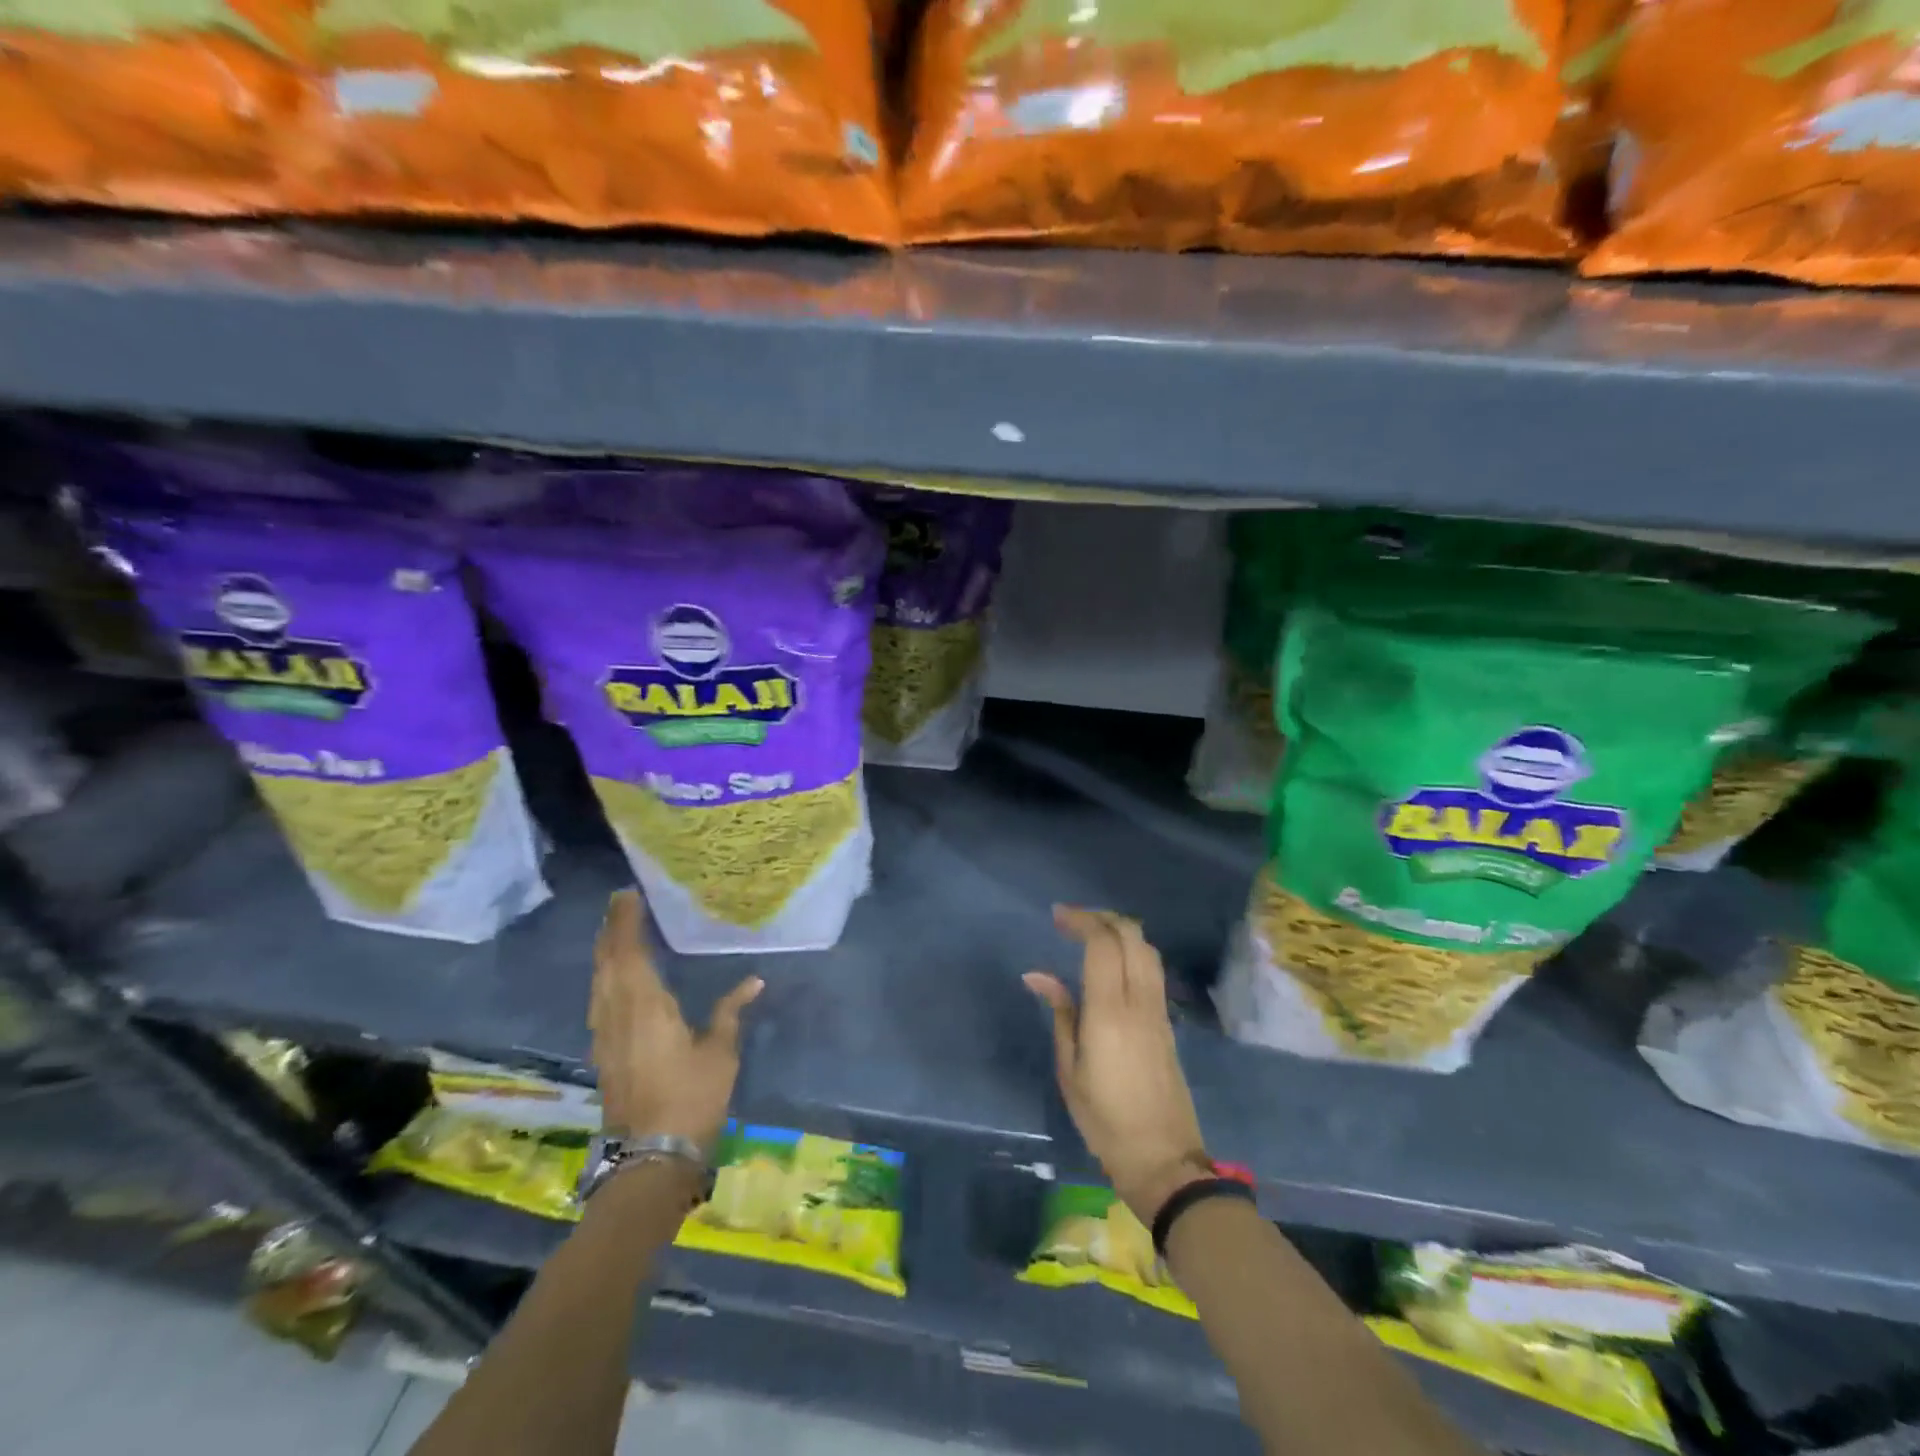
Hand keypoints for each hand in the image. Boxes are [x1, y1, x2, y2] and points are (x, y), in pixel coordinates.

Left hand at [589, 889, 762, 1151]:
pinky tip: (612, 977)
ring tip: (616, 930)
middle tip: (621, 903)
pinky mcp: (603, 1052)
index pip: (628, 951)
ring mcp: (604, 1034)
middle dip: (610, 929)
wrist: (652, 1155)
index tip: (628, 895)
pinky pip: (598, 1000)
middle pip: (606, 962)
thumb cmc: (691, 1097)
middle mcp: (617, 1013)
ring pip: (597, 981)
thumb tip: (754, 981)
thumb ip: (731, 1011)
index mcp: (645, 1005)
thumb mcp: (720, 1051)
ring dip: (604, 952)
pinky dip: (604, 977)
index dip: (625, 922)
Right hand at [1024, 907, 1211, 1225]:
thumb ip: (1060, 1014)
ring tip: (1091, 934)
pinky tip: (1112, 961)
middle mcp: (1139, 1001)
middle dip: (1102, 917)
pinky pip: (1152, 969)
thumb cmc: (1105, 1120)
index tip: (1057, 915)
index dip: (1081, 920)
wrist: (1163, 1158)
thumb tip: (1037, 976)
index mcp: (1110, 1011)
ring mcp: (1159, 1010)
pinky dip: (1132, 950)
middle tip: (1072, 919)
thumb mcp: (1070, 1070)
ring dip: (1120, 930)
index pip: (1102, 944)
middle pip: (1131, 936)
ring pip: (1147, 949)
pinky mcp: (1167, 1022)